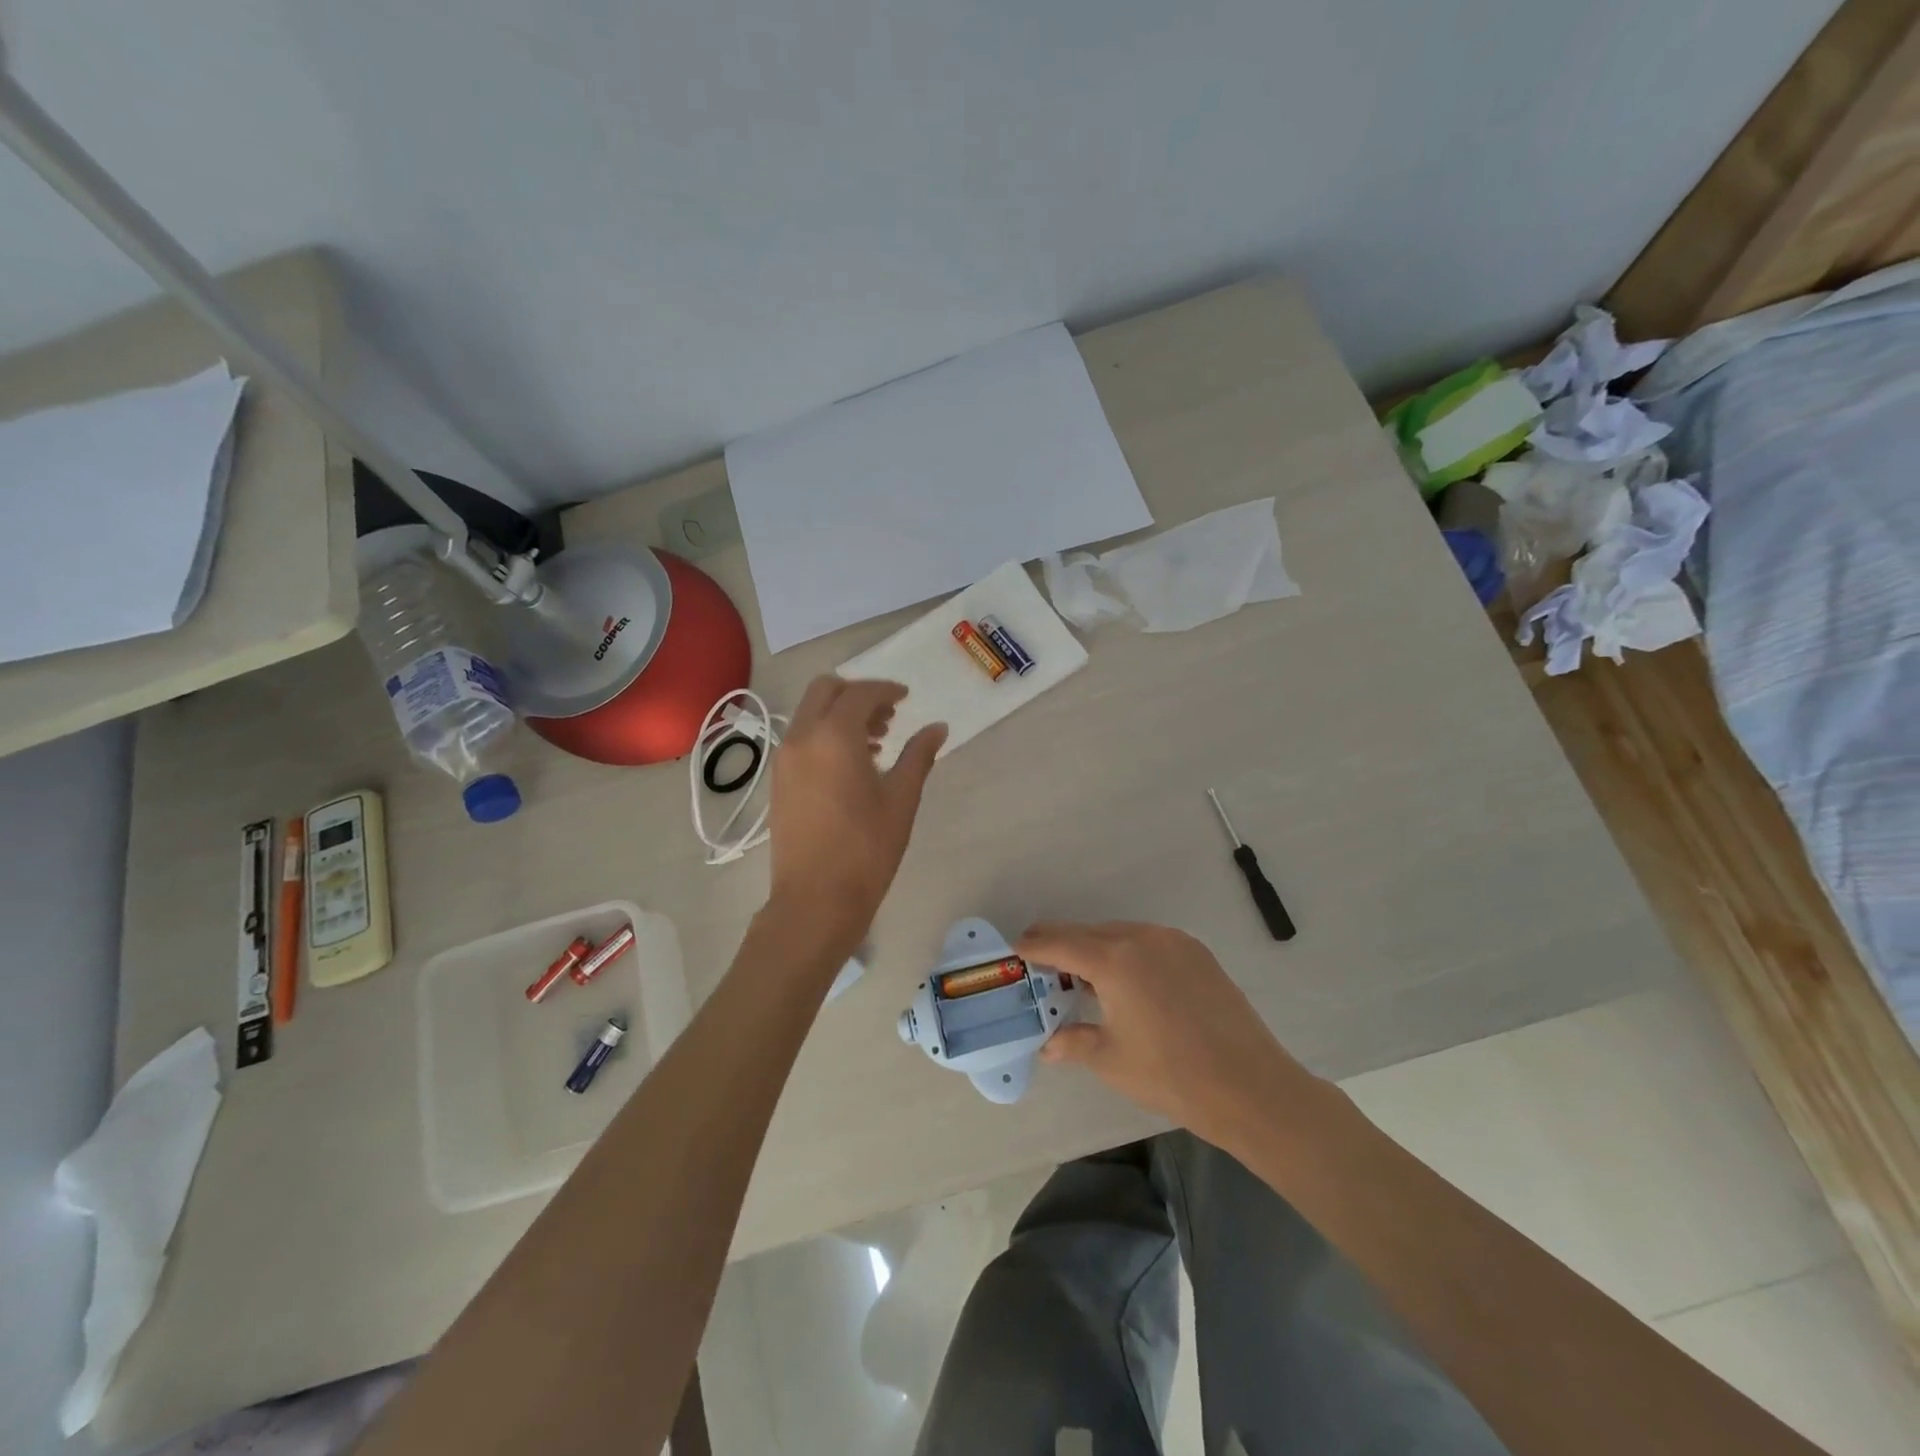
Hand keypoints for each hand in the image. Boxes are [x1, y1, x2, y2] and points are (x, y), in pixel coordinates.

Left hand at [767, 677, 946, 952]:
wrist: (815, 900)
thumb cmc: (866, 849)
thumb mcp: (901, 799)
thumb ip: (919, 755)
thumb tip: (937, 728)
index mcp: (833, 736)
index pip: (860, 693)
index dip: (886, 690)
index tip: (907, 698)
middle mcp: (802, 738)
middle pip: (825, 691)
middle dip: (858, 694)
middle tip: (889, 716)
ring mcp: (784, 759)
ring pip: (810, 714)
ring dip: (841, 714)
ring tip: (877, 742)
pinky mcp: (778, 780)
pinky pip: (802, 739)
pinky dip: (825, 735)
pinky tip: (853, 765)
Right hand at [1025, 921, 1315, 1150]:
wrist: (1250, 1086)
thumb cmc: (1171, 1075)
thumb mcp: (1111, 1060)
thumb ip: (1073, 1042)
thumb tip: (1047, 1046)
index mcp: (1114, 960)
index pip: (1059, 944)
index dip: (1033, 946)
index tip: (1014, 949)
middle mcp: (1141, 938)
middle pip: (1087, 932)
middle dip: (1060, 944)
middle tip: (1039, 961)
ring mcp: (1173, 941)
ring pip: (1118, 934)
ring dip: (1094, 948)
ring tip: (1081, 976)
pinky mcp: (1196, 952)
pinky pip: (1147, 941)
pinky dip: (1126, 952)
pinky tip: (1125, 981)